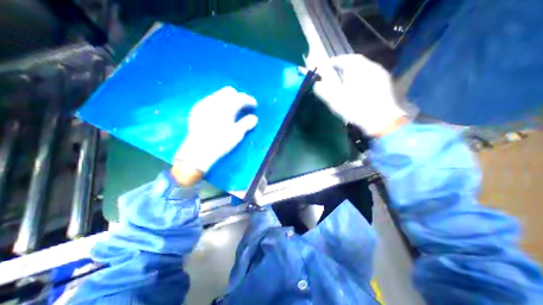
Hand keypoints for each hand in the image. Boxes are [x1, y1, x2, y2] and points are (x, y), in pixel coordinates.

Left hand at [174, 87, 257, 183]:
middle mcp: (214, 101)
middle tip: (243, 107)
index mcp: (226, 107)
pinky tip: (219, 113)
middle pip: (229, 91)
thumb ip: (247, 123)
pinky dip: (218, 103)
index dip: (249, 100)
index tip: (254, 105)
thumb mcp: (237, 134)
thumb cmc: (220, 142)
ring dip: (228, 99)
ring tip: (232, 110)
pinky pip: (210, 100)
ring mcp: (203, 104)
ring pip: (218, 94)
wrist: (198, 151)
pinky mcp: (197, 109)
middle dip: (238, 96)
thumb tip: (254, 118)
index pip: (240, 97)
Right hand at [312, 53, 403, 134]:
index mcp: (356, 68)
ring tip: (346, 78)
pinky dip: (362, 76)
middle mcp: (369, 66)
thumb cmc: (354, 107)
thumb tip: (316, 83)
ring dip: (354, 70)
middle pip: (355, 61)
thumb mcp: (334, 99)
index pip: (343, 59)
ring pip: (364, 67)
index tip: (327, 66)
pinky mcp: (385, 82)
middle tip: (336, 71)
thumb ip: (323, 89)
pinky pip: (371, 74)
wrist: (379, 119)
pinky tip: (359, 85)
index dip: (333, 62)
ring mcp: (379, 73)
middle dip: (344, 65)